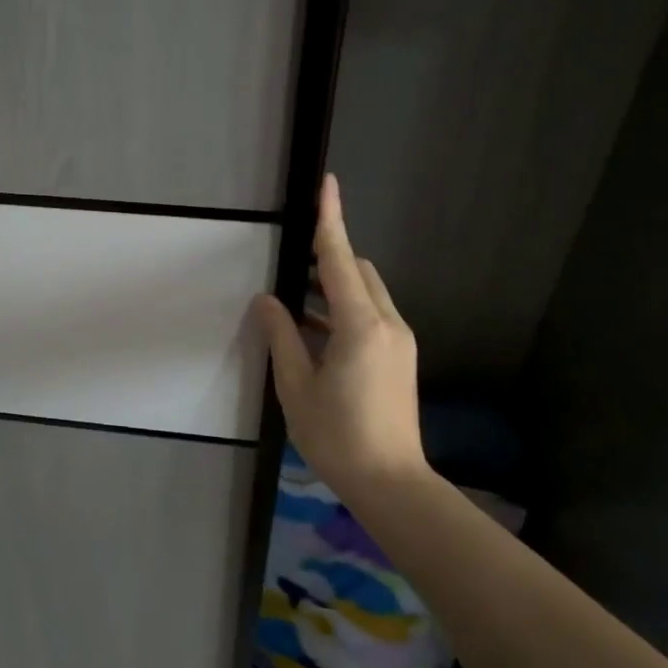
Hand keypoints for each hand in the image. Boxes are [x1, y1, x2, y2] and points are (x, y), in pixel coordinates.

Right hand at [254, 174, 425, 489]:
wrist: (392, 483)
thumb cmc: (337, 437)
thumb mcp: (296, 388)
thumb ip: (281, 337)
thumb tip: (267, 301)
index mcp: (360, 327)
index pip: (341, 260)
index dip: (331, 220)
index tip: (328, 185)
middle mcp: (388, 324)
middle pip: (359, 272)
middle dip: (330, 259)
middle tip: (293, 269)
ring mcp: (400, 340)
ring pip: (367, 293)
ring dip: (335, 288)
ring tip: (297, 304)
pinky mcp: (401, 356)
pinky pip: (372, 315)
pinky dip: (345, 311)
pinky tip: (317, 334)